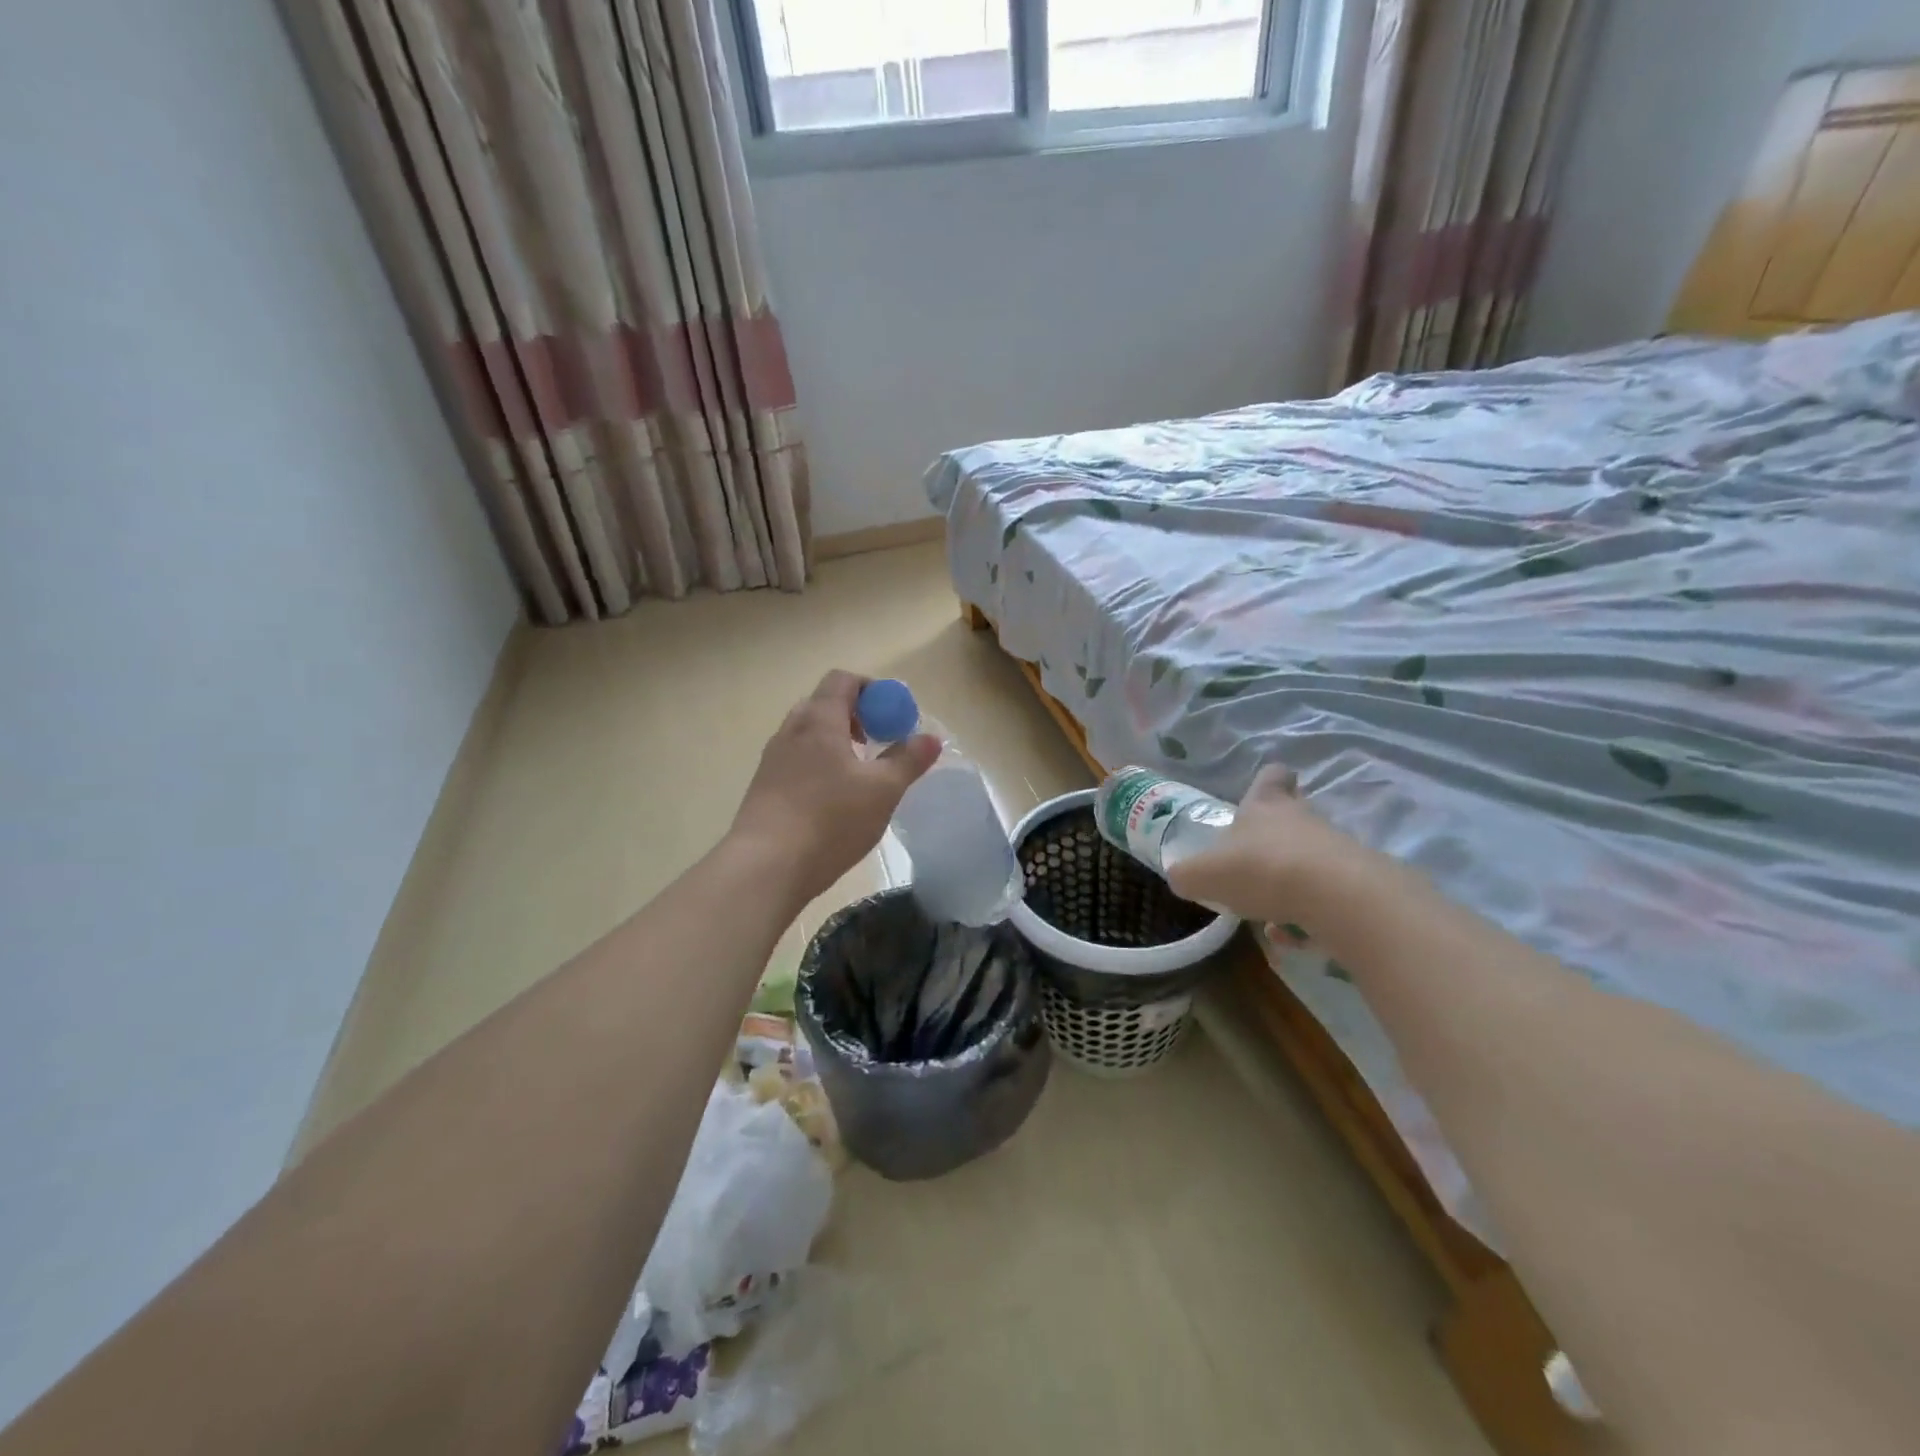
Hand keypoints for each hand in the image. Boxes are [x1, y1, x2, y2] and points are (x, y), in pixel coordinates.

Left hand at [729, 670, 940, 904]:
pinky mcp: (763, 788)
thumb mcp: (882, 791)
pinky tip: (833, 801)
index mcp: (819, 720)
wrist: (766, 866)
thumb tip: (930, 738)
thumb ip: (908, 760)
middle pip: (824, 705)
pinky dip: (818, 766)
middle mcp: (791, 731)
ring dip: (835, 743)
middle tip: (877, 742)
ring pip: (808, 735)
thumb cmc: (830, 820)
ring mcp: (772, 759)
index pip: (843, 680)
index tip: (893, 716)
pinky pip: (795, 761)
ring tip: (858, 775)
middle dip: (855, 716)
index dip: (873, 690)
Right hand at [1166, 764, 1331, 922]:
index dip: (1267, 782)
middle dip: (1277, 837)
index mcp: (1265, 806)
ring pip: (1310, 859)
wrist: (1337, 898)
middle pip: (1295, 814)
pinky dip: (1308, 915)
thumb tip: (1180, 877)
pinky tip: (1291, 936)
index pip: (1272, 777)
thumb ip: (1188, 875)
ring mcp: (1335, 849)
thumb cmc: (1261, 870)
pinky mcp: (1358, 882)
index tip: (1262, 794)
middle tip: (1256, 860)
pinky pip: (1327, 897)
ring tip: (1268, 915)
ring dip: (1290, 883)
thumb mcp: (1205, 875)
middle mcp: (1302, 819)